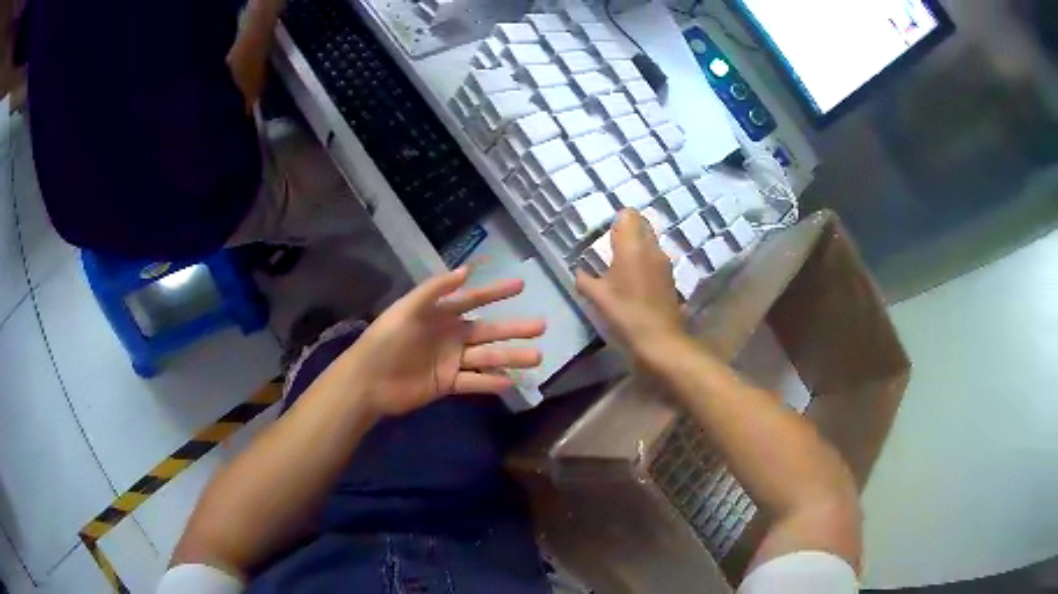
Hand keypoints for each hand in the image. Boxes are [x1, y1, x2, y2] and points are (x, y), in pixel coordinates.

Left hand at [339, 267, 545, 416]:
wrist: (367, 381)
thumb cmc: (385, 340)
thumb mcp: (407, 309)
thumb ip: (435, 290)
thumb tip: (467, 270)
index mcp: (440, 315)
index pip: (473, 299)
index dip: (496, 292)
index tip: (521, 285)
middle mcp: (450, 336)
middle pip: (488, 330)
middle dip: (514, 328)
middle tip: (541, 326)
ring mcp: (450, 361)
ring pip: (486, 357)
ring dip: (510, 356)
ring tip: (536, 357)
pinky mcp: (447, 384)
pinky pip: (473, 382)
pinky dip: (490, 383)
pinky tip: (509, 383)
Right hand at [576, 210, 684, 361]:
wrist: (660, 339)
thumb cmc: (626, 314)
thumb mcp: (598, 298)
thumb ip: (585, 280)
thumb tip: (579, 272)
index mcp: (632, 246)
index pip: (628, 214)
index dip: (616, 221)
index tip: (605, 236)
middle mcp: (651, 248)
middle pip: (642, 224)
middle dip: (628, 231)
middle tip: (612, 248)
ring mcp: (664, 262)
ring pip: (650, 241)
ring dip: (638, 247)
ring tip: (622, 266)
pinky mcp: (670, 276)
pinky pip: (656, 258)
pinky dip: (646, 262)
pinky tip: (635, 281)